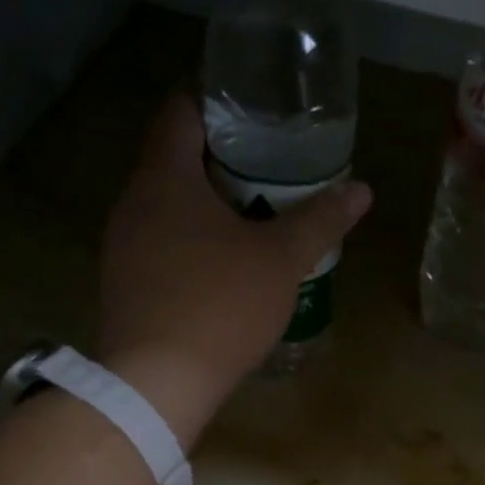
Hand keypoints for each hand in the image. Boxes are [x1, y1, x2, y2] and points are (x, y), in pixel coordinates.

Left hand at [95, 95, 371, 443]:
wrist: (157, 382)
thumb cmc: (220, 305)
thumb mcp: (281, 260)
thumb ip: (320, 220)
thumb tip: (361, 189)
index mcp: (165, 178)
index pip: (182, 110)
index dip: (217, 102)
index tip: (257, 112)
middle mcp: (133, 202)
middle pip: (175, 160)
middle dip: (222, 160)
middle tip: (270, 169)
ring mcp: (122, 246)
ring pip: (168, 208)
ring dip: (207, 207)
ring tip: (254, 218)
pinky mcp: (125, 286)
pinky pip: (161, 246)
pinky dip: (192, 244)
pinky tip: (224, 269)